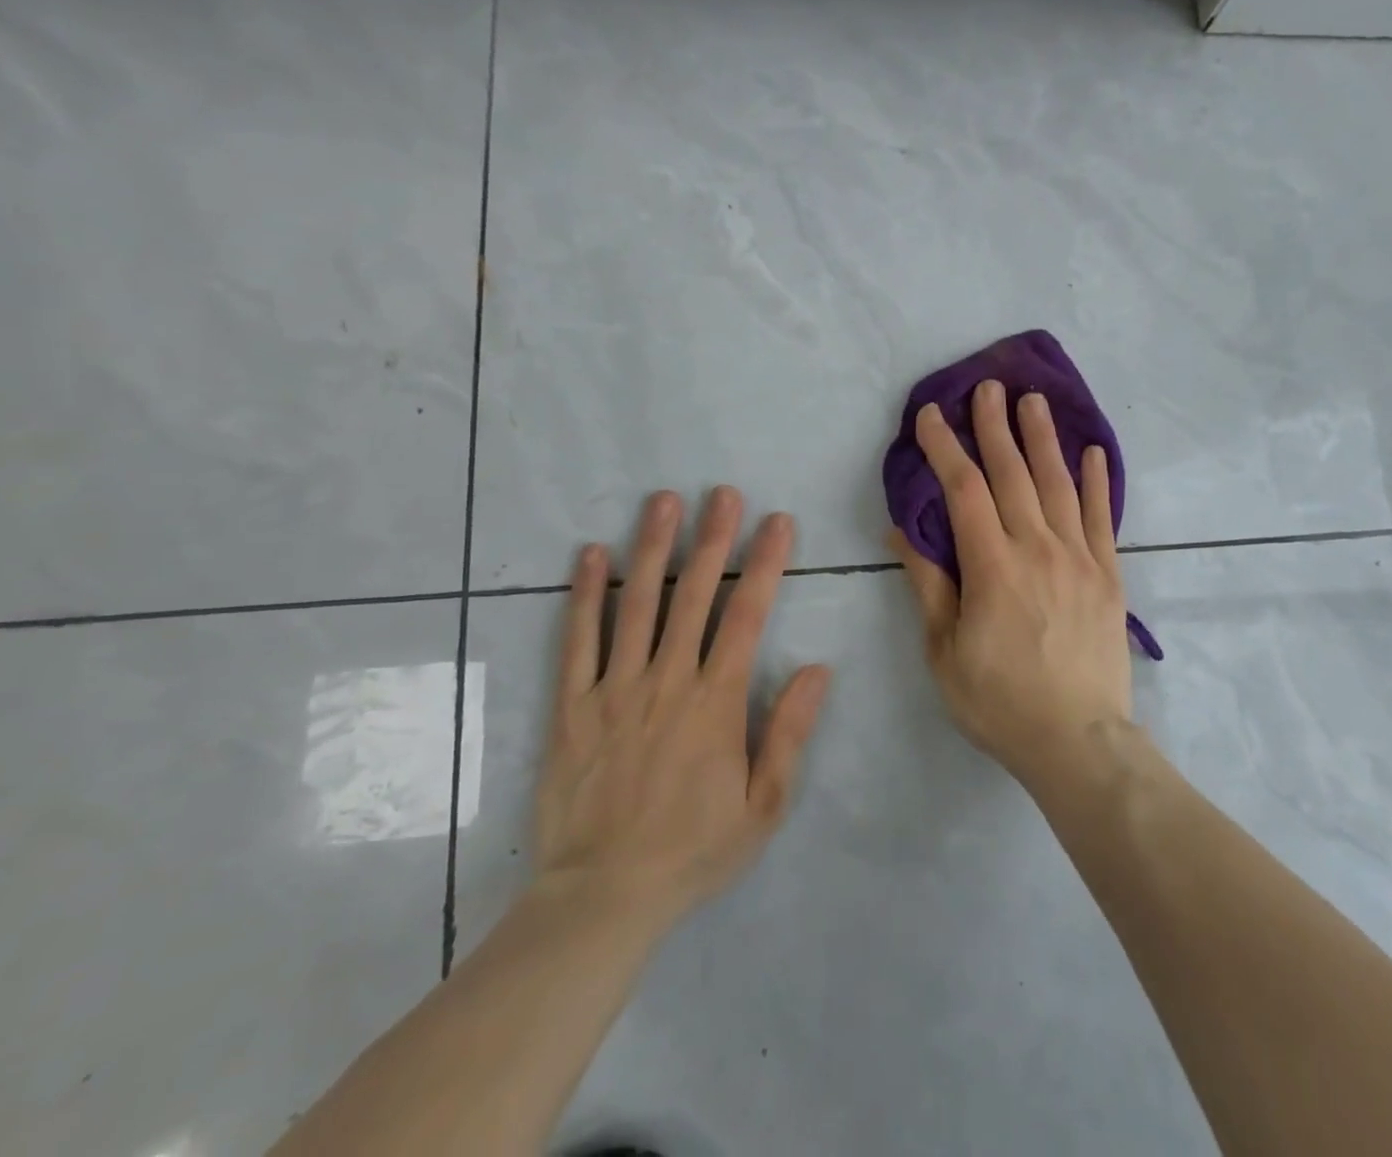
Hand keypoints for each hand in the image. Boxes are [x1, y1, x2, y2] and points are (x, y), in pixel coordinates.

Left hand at [533, 487, 831, 933]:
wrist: (602, 898)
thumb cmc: (693, 850)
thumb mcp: (764, 806)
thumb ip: (789, 732)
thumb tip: (819, 669)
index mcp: (716, 702)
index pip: (747, 615)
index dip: (765, 563)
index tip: (777, 521)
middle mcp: (666, 681)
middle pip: (693, 596)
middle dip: (712, 539)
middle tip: (721, 492)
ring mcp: (614, 689)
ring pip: (636, 604)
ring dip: (652, 548)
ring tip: (663, 501)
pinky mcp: (572, 706)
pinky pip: (577, 640)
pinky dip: (584, 594)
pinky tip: (590, 554)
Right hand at [890, 380, 1132, 791]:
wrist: (1079, 742)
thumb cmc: (1000, 702)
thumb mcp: (945, 652)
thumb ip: (928, 586)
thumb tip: (902, 533)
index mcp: (992, 567)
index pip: (964, 490)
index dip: (944, 448)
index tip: (930, 415)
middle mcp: (1038, 549)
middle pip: (1013, 474)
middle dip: (995, 427)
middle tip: (989, 386)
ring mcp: (1079, 558)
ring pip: (1058, 484)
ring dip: (1043, 438)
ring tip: (1034, 401)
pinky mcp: (1108, 575)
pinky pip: (1101, 517)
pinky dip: (1097, 481)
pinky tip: (1093, 452)